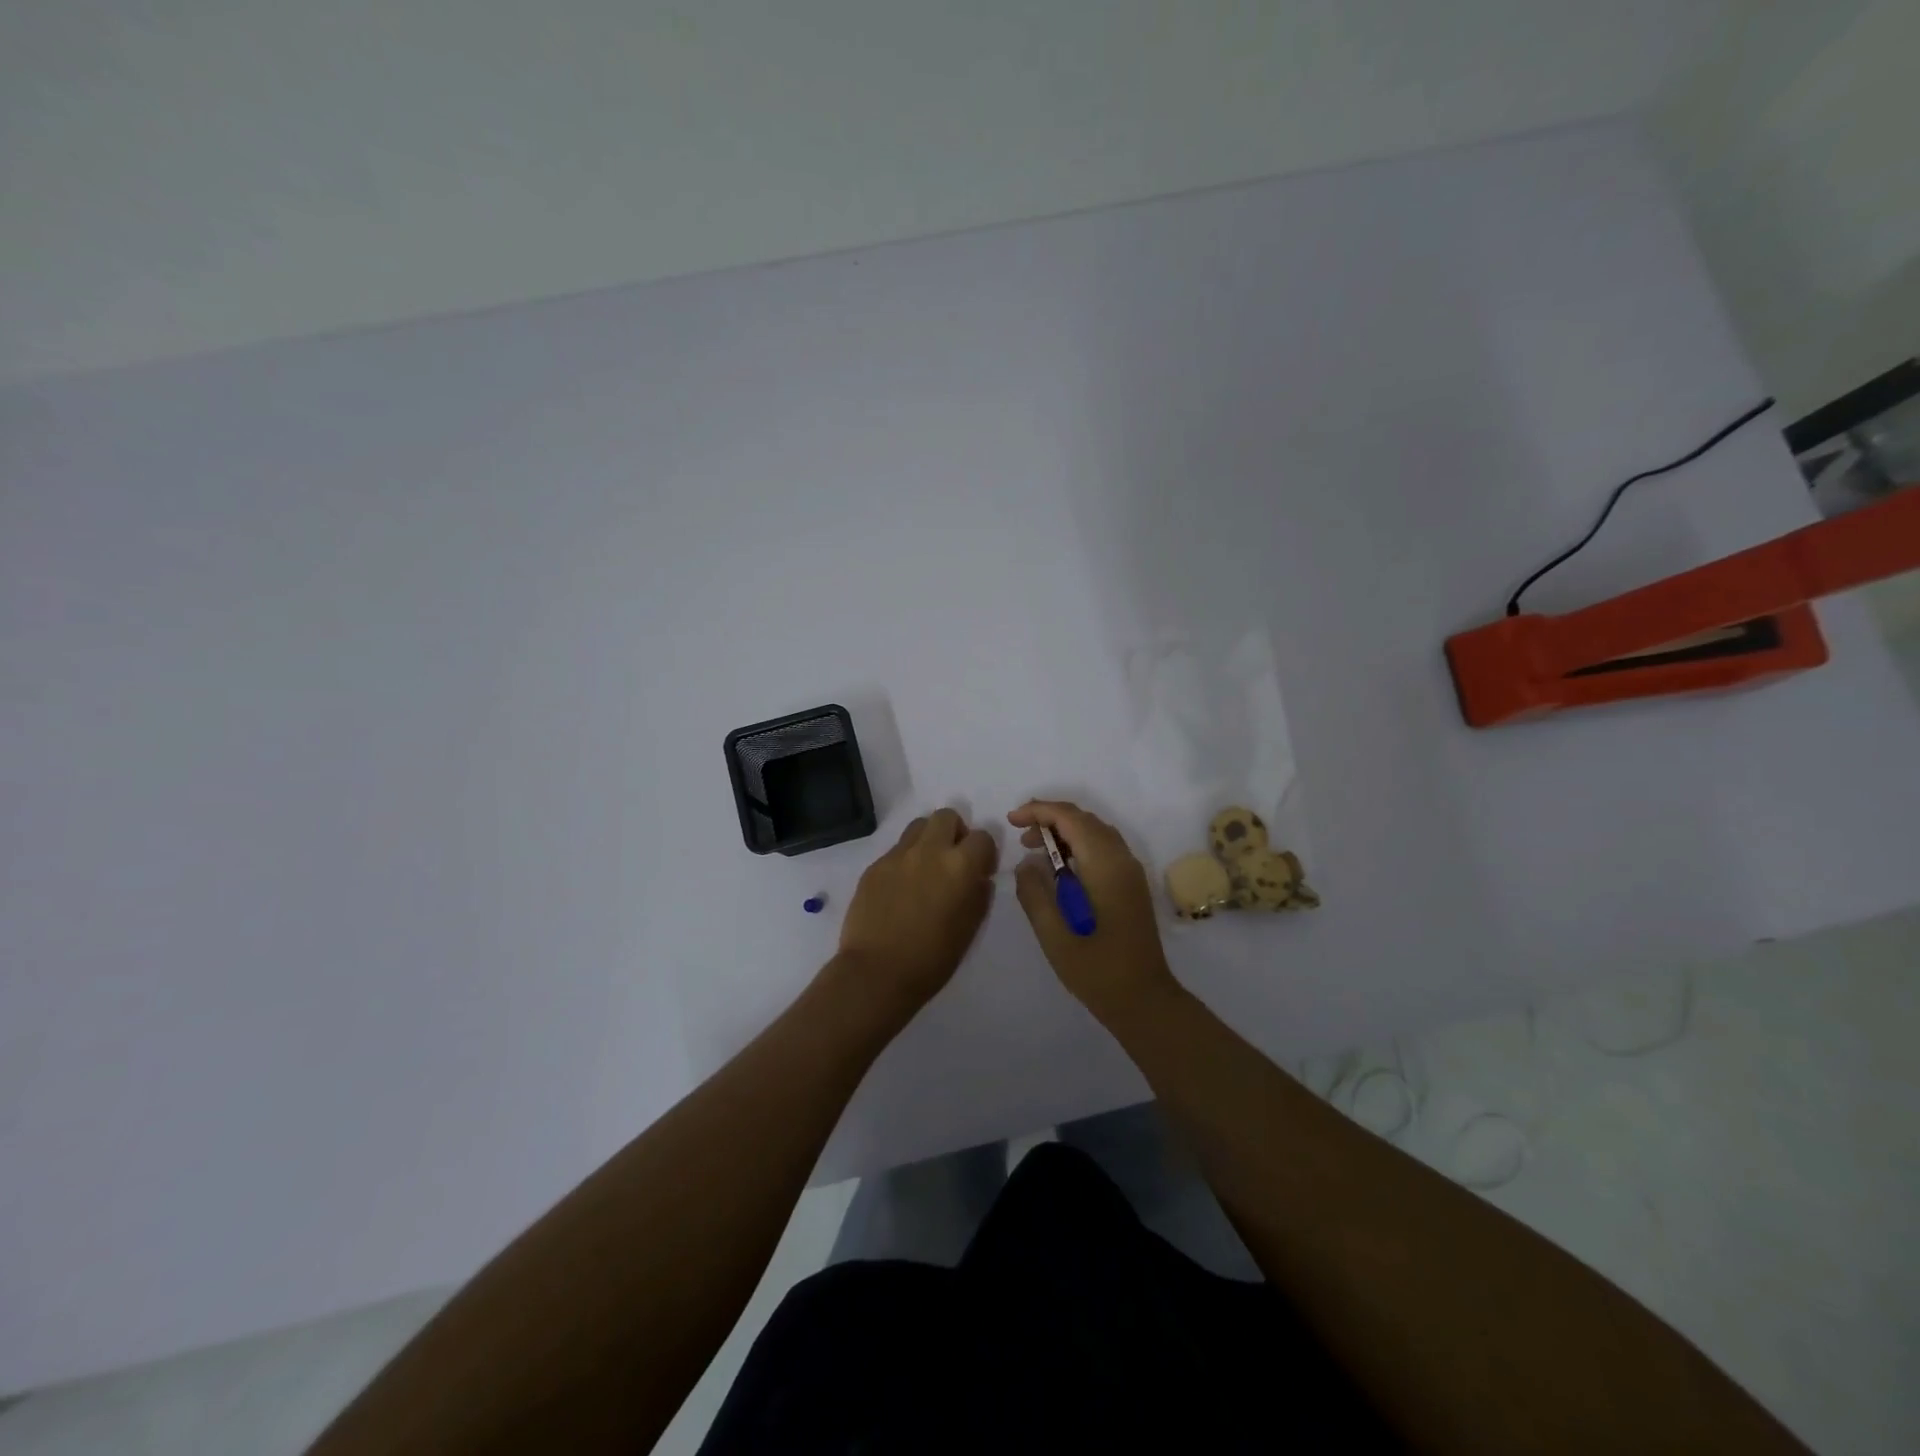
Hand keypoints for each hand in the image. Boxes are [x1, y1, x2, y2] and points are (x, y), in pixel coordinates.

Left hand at [834, 808, 997, 1014]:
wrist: (876, 973)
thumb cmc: (932, 959)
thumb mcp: (969, 929)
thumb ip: (979, 895)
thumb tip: (978, 878)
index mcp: (959, 866)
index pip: (982, 837)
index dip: (984, 853)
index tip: (980, 870)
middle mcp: (929, 851)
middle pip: (946, 816)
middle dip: (955, 832)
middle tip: (952, 859)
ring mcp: (897, 856)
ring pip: (918, 825)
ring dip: (928, 839)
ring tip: (926, 867)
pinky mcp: (874, 866)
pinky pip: (895, 850)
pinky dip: (905, 859)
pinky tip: (901, 888)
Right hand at [1008, 800, 1180, 1024]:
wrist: (1144, 1000)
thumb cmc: (1097, 970)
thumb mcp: (1054, 935)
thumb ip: (1035, 893)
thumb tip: (1026, 863)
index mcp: (1104, 865)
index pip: (1070, 818)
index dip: (1039, 811)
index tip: (1012, 820)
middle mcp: (1122, 859)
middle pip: (1085, 819)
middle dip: (1050, 819)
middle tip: (1020, 836)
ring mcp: (1130, 871)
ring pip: (1096, 832)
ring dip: (1064, 831)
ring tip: (1034, 849)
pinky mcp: (1131, 884)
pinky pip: (1104, 848)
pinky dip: (1079, 845)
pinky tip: (1060, 868)